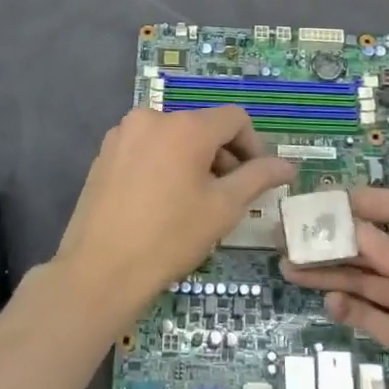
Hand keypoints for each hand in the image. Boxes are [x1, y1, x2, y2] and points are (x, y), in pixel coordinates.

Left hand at [57, 107, 295, 327]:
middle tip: (228, 197)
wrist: (100, 270)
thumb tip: (288, 165)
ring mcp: (123, 135)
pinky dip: (164, 165)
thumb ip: (258, 178)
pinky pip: (147, 149)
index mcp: (184, 126)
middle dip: (223, 157)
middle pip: (202, 127)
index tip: (257, 179)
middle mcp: (151, 118)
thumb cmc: (170, 237)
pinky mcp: (104, 154)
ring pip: (174, 138)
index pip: (234, 119)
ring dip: (194, 162)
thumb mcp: (224, 208)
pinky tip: (162, 203)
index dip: (254, 146)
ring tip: (194, 203)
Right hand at [284, 187, 388, 388]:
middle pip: (376, 245)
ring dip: (332, 271)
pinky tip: (327, 301)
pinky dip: (348, 306)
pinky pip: (371, 316)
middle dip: (337, 238)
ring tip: (290, 264)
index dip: (365, 202)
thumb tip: (354, 230)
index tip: (323, 197)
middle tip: (291, 233)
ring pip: (366, 279)